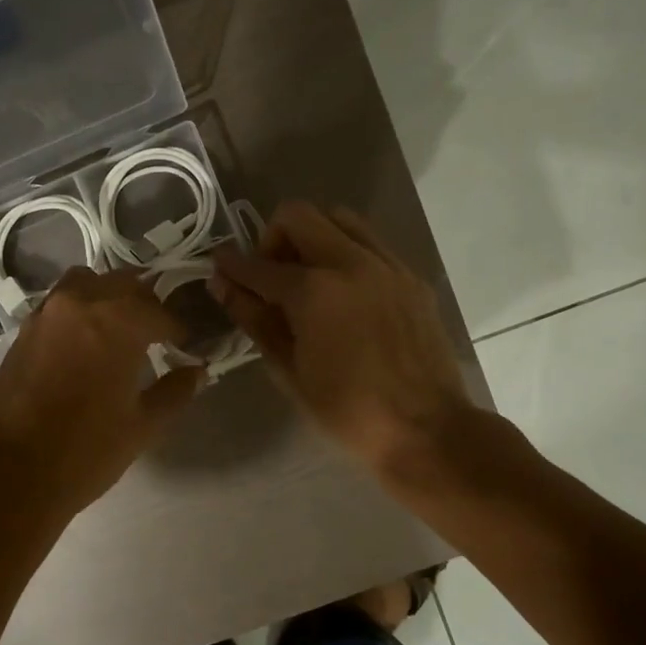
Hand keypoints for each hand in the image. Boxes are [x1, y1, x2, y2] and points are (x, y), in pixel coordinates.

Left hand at [0, 268, 202, 527]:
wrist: (5, 473)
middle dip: (146, 305)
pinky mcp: (22, 330)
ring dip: (109, 298)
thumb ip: (174, 392)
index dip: (178, 329)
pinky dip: (81, 311)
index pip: (160, 312)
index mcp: (118, 321)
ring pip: (88, 284)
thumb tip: (197, 372)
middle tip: (157, 335)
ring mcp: (46, 313)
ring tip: (120, 331)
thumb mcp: (142, 427)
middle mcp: (81, 303)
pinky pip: (61, 304)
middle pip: (124, 285)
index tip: (186, 346)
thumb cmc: (84, 451)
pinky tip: (87, 344)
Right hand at [211, 202, 474, 477]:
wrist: (426, 429)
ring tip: (308, 278)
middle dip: (273, 239)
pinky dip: (347, 252)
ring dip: (313, 236)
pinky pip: (371, 242)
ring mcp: (387, 265)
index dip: (231, 265)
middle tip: (271, 277)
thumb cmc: (347, 410)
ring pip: (339, 217)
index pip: (258, 265)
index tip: (219, 267)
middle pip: (298, 215)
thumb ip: (254, 319)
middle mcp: (351, 263)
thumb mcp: (289, 370)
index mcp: (314, 291)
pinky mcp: (411, 277)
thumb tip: (223, 285)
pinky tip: (345, 293)